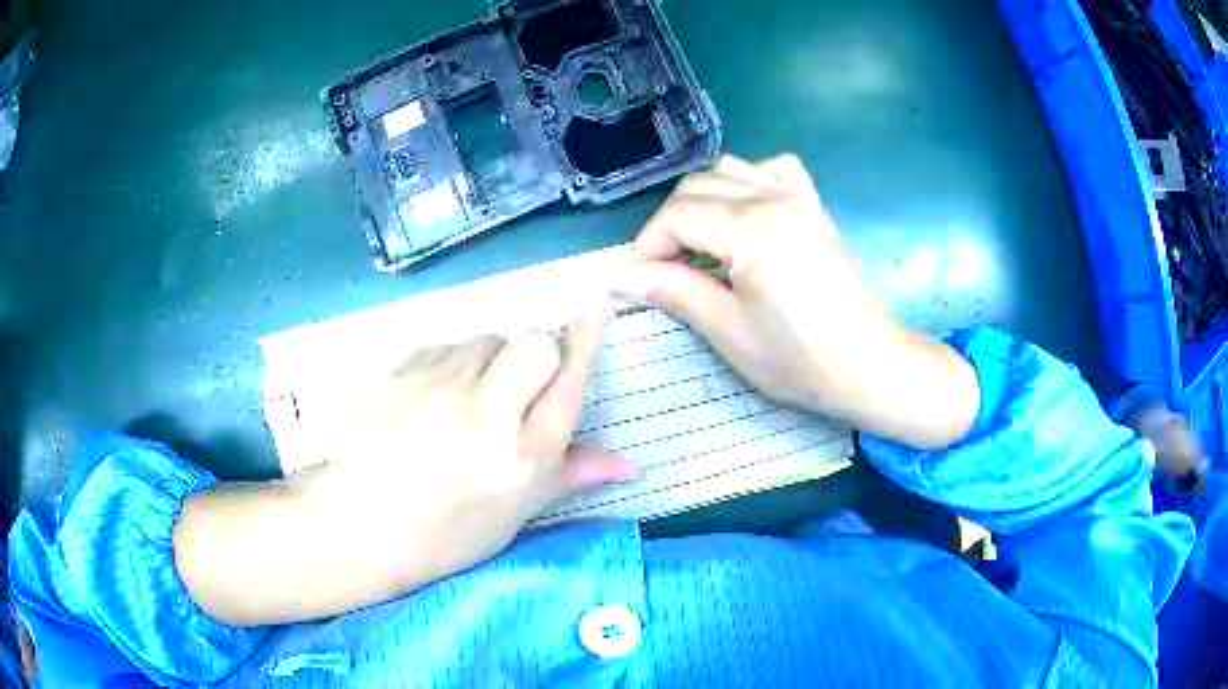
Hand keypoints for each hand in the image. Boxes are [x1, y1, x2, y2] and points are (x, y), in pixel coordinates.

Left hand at [176, 313, 636, 625]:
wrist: (357, 528)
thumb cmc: (444, 535)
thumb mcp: (514, 516)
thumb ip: (570, 476)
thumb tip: (631, 465)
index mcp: (521, 460)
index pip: (568, 383)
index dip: (586, 340)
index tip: (596, 303)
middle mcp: (485, 417)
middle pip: (533, 343)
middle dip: (536, 356)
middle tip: (515, 388)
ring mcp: (435, 389)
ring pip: (486, 339)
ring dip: (490, 360)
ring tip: (465, 399)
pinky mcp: (397, 372)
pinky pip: (444, 345)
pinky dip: (450, 362)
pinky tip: (431, 397)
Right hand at [617, 154, 979, 448]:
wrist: (869, 364)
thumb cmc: (800, 359)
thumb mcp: (729, 331)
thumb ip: (675, 291)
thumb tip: (623, 276)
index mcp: (752, 229)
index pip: (677, 216)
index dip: (646, 246)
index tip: (632, 281)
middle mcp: (773, 197)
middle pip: (697, 187)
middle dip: (667, 225)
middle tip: (660, 270)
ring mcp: (797, 196)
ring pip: (729, 170)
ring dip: (701, 201)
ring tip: (695, 244)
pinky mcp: (813, 206)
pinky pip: (772, 171)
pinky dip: (746, 181)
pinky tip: (743, 211)